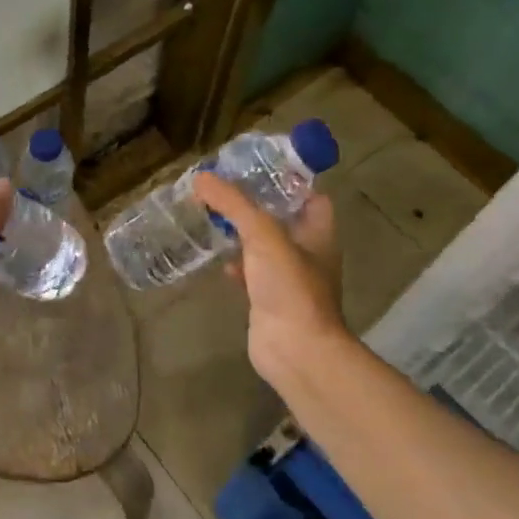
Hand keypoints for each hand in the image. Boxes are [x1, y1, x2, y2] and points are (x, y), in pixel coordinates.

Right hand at [194, 172, 350, 393]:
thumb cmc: (290, 286)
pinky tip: (218, 261)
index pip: (309, 196)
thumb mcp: (262, 234)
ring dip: (243, 234)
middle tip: (225, 189)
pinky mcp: (269, 299)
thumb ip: (233, 204)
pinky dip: (236, 265)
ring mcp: (289, 278)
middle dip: (256, 205)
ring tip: (214, 216)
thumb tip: (201, 177)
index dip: (288, 181)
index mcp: (318, 232)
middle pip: (283, 219)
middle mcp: (308, 252)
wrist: (295, 350)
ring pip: (264, 246)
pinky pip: (251, 273)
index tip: (257, 168)